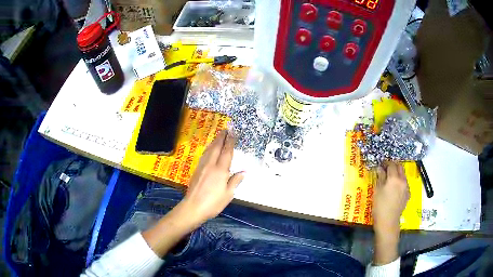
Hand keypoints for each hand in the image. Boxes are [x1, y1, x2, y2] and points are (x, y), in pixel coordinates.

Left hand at [181, 130, 244, 225]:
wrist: (193, 207)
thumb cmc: (213, 203)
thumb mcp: (228, 194)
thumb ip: (235, 181)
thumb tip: (243, 172)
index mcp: (220, 170)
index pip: (227, 152)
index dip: (230, 142)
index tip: (233, 133)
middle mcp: (211, 165)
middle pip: (216, 147)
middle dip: (221, 137)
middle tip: (225, 129)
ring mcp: (202, 167)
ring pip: (209, 150)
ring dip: (214, 141)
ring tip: (218, 136)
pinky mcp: (197, 170)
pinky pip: (204, 155)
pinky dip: (208, 149)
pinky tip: (209, 149)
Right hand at [373, 162, 409, 235]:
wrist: (388, 221)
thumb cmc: (380, 206)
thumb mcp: (377, 191)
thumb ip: (380, 177)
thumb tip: (380, 168)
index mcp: (394, 178)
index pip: (391, 165)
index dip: (386, 163)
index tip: (381, 164)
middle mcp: (402, 180)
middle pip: (400, 167)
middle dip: (393, 165)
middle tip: (386, 169)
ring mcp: (406, 187)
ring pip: (403, 175)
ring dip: (397, 173)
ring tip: (390, 179)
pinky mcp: (408, 194)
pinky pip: (404, 183)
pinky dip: (400, 182)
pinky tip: (395, 189)